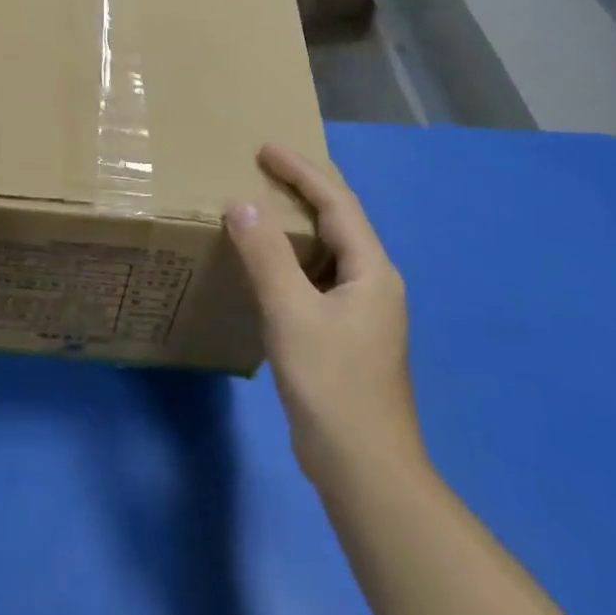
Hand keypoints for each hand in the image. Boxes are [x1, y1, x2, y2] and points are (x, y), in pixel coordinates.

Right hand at [224, 143, 422, 483]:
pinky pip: (316, 279)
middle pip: (339, 221)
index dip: (302, 171)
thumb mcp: (292, 313)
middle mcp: (373, 283)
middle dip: (302, 190)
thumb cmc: (331, 383)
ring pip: (327, 252)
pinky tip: (266, 268)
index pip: (337, 203)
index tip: (265, 148)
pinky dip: (291, 261)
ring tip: (260, 208)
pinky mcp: (345, 335)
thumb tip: (241, 204)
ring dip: (296, 226)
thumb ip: (266, 256)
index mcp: (371, 270)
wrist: (363, 466)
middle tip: (262, 169)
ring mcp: (362, 312)